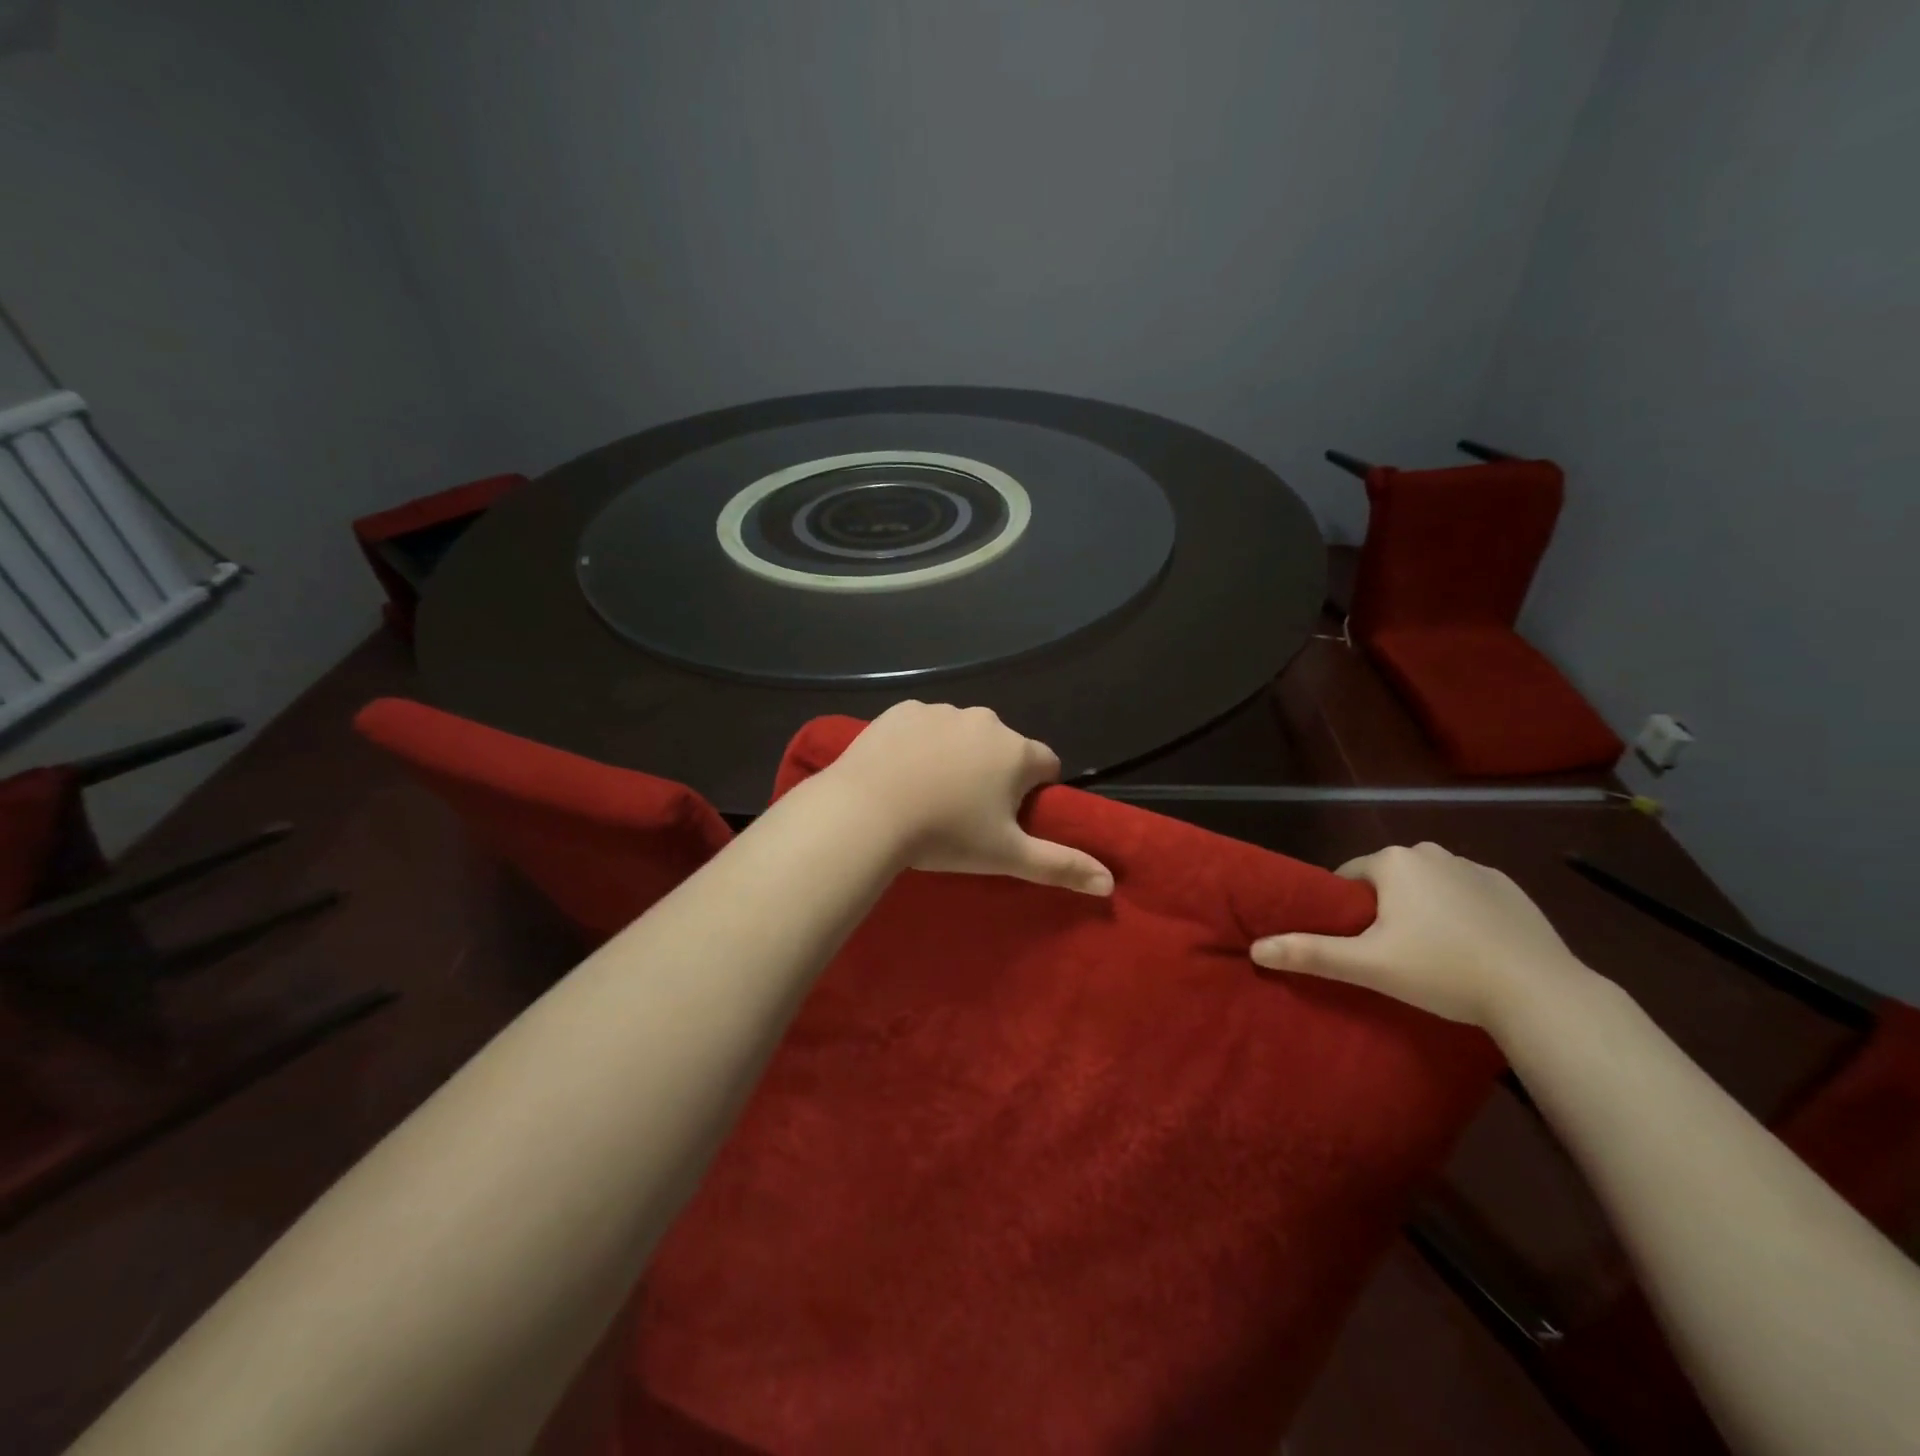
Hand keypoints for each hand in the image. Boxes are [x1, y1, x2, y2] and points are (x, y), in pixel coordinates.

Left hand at [818, 702, 1113, 895]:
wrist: (865, 813)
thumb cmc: (945, 835)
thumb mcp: (1007, 857)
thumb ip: (1061, 866)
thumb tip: (1109, 883)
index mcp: (1016, 752)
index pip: (1046, 764)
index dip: (1033, 792)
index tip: (1007, 818)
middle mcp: (985, 720)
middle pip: (1003, 747)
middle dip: (994, 773)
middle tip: (964, 812)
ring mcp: (941, 711)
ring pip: (962, 735)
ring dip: (956, 756)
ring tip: (927, 793)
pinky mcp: (903, 710)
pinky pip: (923, 725)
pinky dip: (919, 743)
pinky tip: (900, 771)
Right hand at [1249, 842, 1589, 1027]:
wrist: (1540, 993)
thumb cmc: (1443, 971)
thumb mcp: (1368, 965)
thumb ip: (1310, 953)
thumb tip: (1255, 949)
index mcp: (1393, 862)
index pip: (1348, 877)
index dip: (1345, 910)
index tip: (1354, 944)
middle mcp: (1431, 852)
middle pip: (1387, 879)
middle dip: (1383, 908)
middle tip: (1389, 953)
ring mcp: (1475, 867)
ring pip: (1427, 886)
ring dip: (1420, 909)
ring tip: (1430, 954)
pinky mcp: (1509, 888)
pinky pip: (1465, 894)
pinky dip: (1459, 914)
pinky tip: (1469, 949)